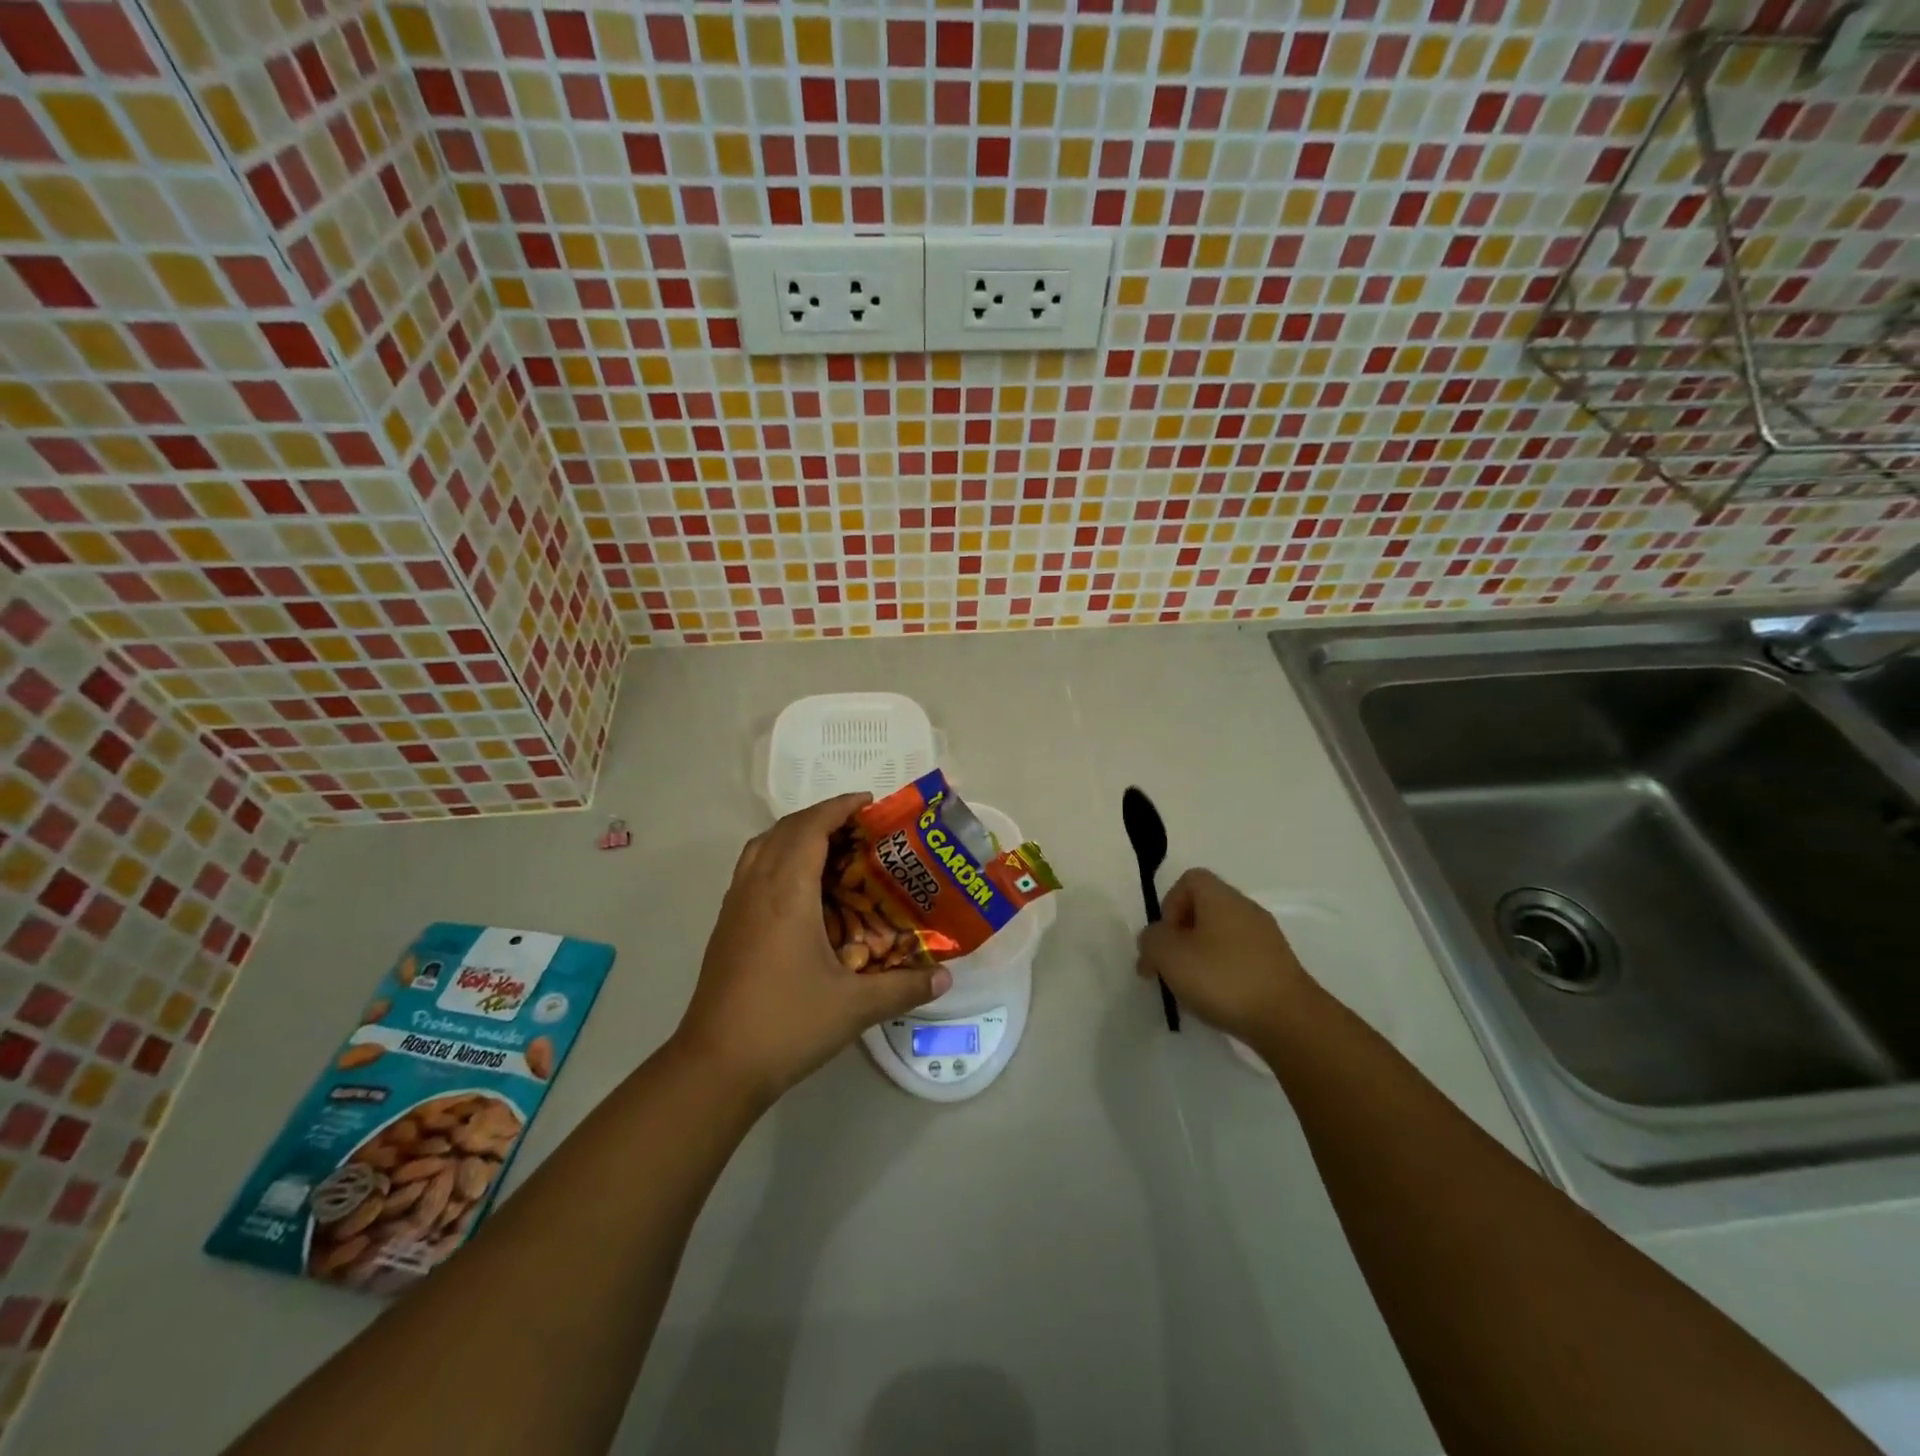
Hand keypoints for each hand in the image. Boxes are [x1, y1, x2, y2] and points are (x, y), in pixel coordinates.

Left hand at [677, 794, 952, 1104]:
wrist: (715, 1066)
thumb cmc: (787, 1024)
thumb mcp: (855, 1006)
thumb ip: (904, 987)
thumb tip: (946, 977)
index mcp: (787, 892)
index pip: (811, 828)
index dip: (839, 807)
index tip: (869, 803)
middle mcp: (757, 887)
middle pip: (785, 829)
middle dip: (822, 817)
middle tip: (860, 828)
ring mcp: (735, 905)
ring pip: (763, 846)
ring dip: (795, 834)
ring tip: (831, 849)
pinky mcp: (726, 925)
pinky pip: (752, 869)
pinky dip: (778, 858)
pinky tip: (801, 890)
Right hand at [1135, 869, 1317, 1048]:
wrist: (1289, 1021)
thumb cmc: (1223, 978)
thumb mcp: (1169, 955)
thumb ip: (1151, 940)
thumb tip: (1156, 939)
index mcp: (1220, 897)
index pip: (1189, 880)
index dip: (1169, 904)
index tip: (1165, 938)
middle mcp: (1245, 909)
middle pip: (1203, 909)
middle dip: (1180, 937)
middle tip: (1169, 969)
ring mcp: (1266, 938)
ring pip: (1220, 936)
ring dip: (1200, 957)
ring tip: (1191, 990)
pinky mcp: (1277, 966)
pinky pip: (1240, 958)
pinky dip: (1223, 973)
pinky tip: (1218, 1001)